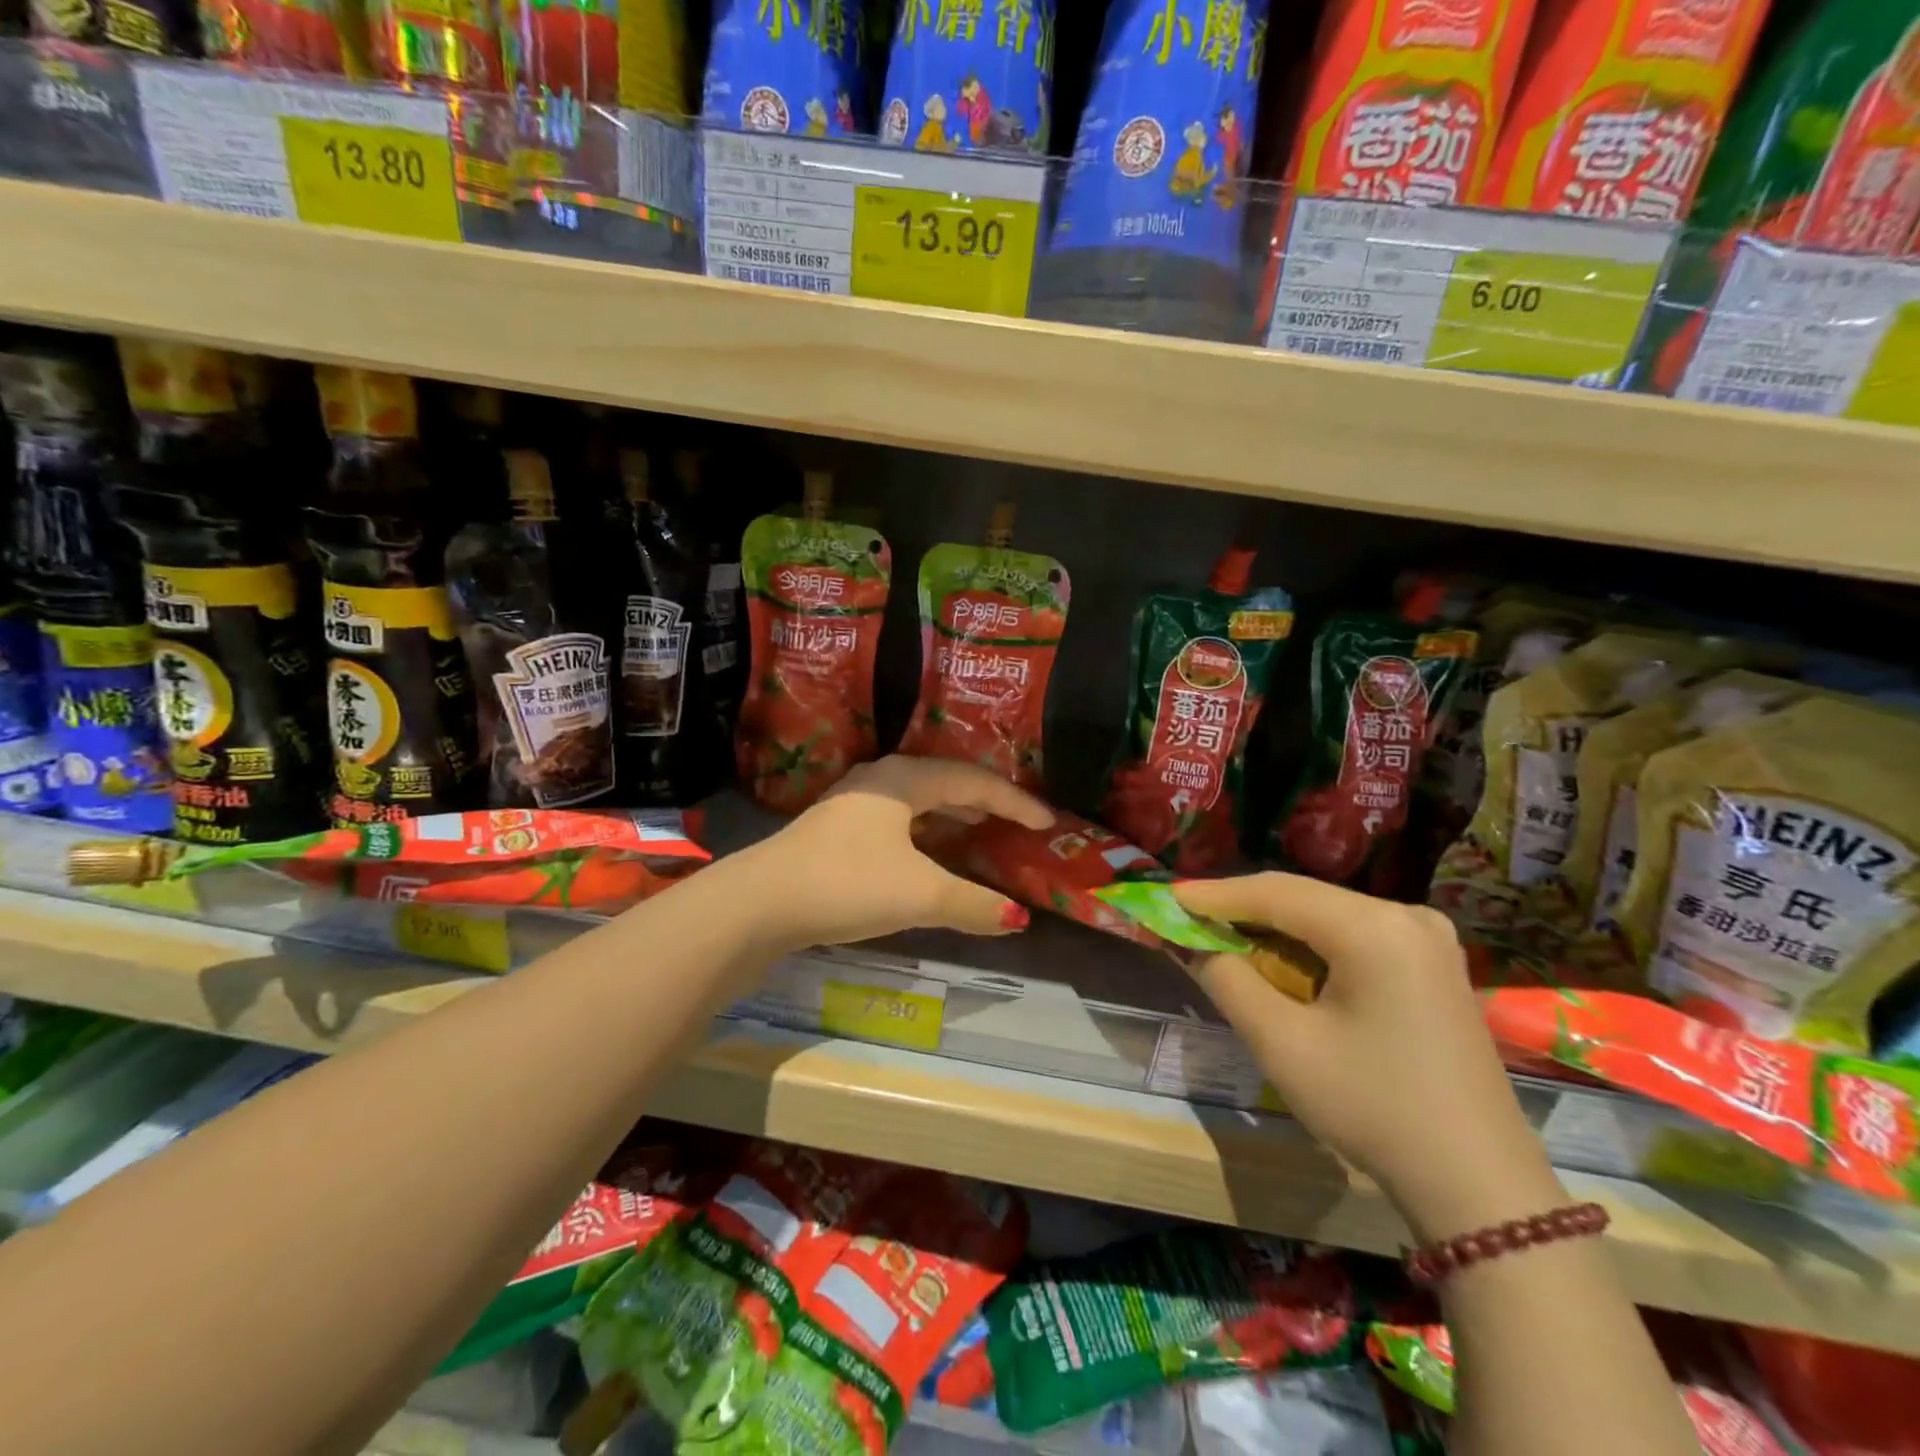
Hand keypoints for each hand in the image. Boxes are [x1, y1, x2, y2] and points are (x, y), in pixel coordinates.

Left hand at [733, 756, 1054, 951]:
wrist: (760, 902)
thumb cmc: (847, 883)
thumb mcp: (919, 894)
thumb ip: (972, 904)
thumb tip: (1018, 918)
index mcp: (904, 780)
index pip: (973, 781)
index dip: (1014, 802)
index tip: (1047, 823)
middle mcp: (879, 780)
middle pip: (944, 781)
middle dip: (983, 801)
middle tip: (1015, 821)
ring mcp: (852, 804)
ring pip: (916, 800)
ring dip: (951, 813)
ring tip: (977, 829)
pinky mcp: (834, 831)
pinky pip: (896, 819)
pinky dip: (924, 831)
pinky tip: (924, 853)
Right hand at [1173, 874, 1562, 1239]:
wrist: (1479, 1186)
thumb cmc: (1373, 1108)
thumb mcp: (1283, 1044)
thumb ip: (1227, 979)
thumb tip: (1190, 943)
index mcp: (1374, 928)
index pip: (1275, 891)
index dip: (1215, 894)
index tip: (1168, 897)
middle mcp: (1406, 916)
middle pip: (1303, 897)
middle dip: (1242, 908)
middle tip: (1189, 919)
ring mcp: (1427, 938)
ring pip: (1327, 915)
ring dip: (1273, 926)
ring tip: (1223, 937)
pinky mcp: (1433, 964)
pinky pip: (1354, 935)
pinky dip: (1310, 943)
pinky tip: (1281, 959)